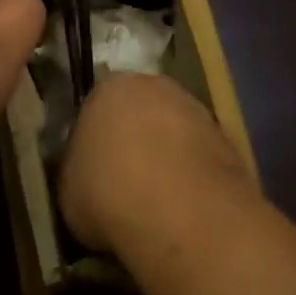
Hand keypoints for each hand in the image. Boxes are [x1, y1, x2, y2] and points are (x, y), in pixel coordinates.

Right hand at [60, 73, 256, 253]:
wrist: (179, 209)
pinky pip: (199, 155)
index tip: (93, 171)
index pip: (96, 107)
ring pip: (174, 130)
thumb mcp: (69, 189)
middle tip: (126, 183)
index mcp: (109, 87)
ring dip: (168, 156)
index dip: (95, 141)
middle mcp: (154, 85)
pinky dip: (193, 174)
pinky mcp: (226, 136)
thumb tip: (86, 177)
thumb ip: (77, 171)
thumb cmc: (108, 192)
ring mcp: (195, 107)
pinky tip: (185, 207)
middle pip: (140, 111)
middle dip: (135, 140)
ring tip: (158, 201)